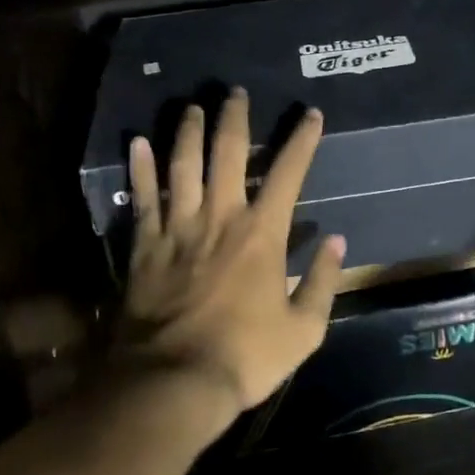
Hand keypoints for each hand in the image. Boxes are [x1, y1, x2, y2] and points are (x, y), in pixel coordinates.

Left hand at [117, 88, 343, 429]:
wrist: (172, 383)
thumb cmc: (243, 357)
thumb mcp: (302, 330)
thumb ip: (323, 282)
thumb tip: (336, 242)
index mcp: (262, 233)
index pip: (288, 173)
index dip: (302, 140)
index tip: (311, 114)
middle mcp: (220, 217)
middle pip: (227, 153)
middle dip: (234, 118)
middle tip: (235, 92)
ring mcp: (178, 227)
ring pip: (183, 165)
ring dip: (188, 131)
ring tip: (192, 106)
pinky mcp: (146, 245)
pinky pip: (143, 198)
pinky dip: (140, 168)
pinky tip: (137, 142)